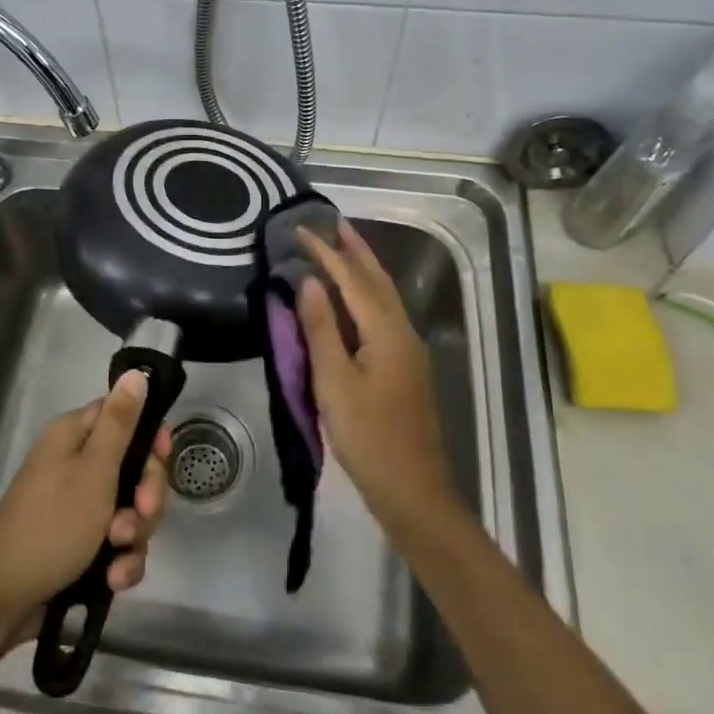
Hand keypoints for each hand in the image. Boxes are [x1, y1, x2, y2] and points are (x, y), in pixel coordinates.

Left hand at [0, 371, 169, 628]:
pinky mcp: (81, 543)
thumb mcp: (94, 471)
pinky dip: (121, 560)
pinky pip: (117, 543)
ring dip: (134, 534)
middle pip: (133, 466)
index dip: (149, 437)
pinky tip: (114, 580)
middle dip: (145, 496)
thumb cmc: (52, 525)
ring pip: (130, 508)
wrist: (4, 599)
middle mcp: (76, 464)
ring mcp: (78, 506)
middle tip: (140, 514)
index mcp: (74, 436)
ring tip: (118, 554)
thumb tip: (135, 373)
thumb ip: (120, 423)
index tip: (162, 458)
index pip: (123, 416)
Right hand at [296, 224, 459, 534]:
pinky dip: (366, 294)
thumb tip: (309, 281)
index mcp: (386, 331)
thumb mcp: (334, 382)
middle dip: (355, 250)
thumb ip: (321, 329)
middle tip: (333, 223)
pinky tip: (354, 299)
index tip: (300, 229)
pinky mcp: (405, 367)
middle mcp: (403, 331)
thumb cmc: (368, 436)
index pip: (352, 279)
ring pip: (384, 296)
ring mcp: (408, 350)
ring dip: (363, 269)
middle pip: (377, 280)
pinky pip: (384, 314)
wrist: (413, 489)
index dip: (326, 252)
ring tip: (343, 248)